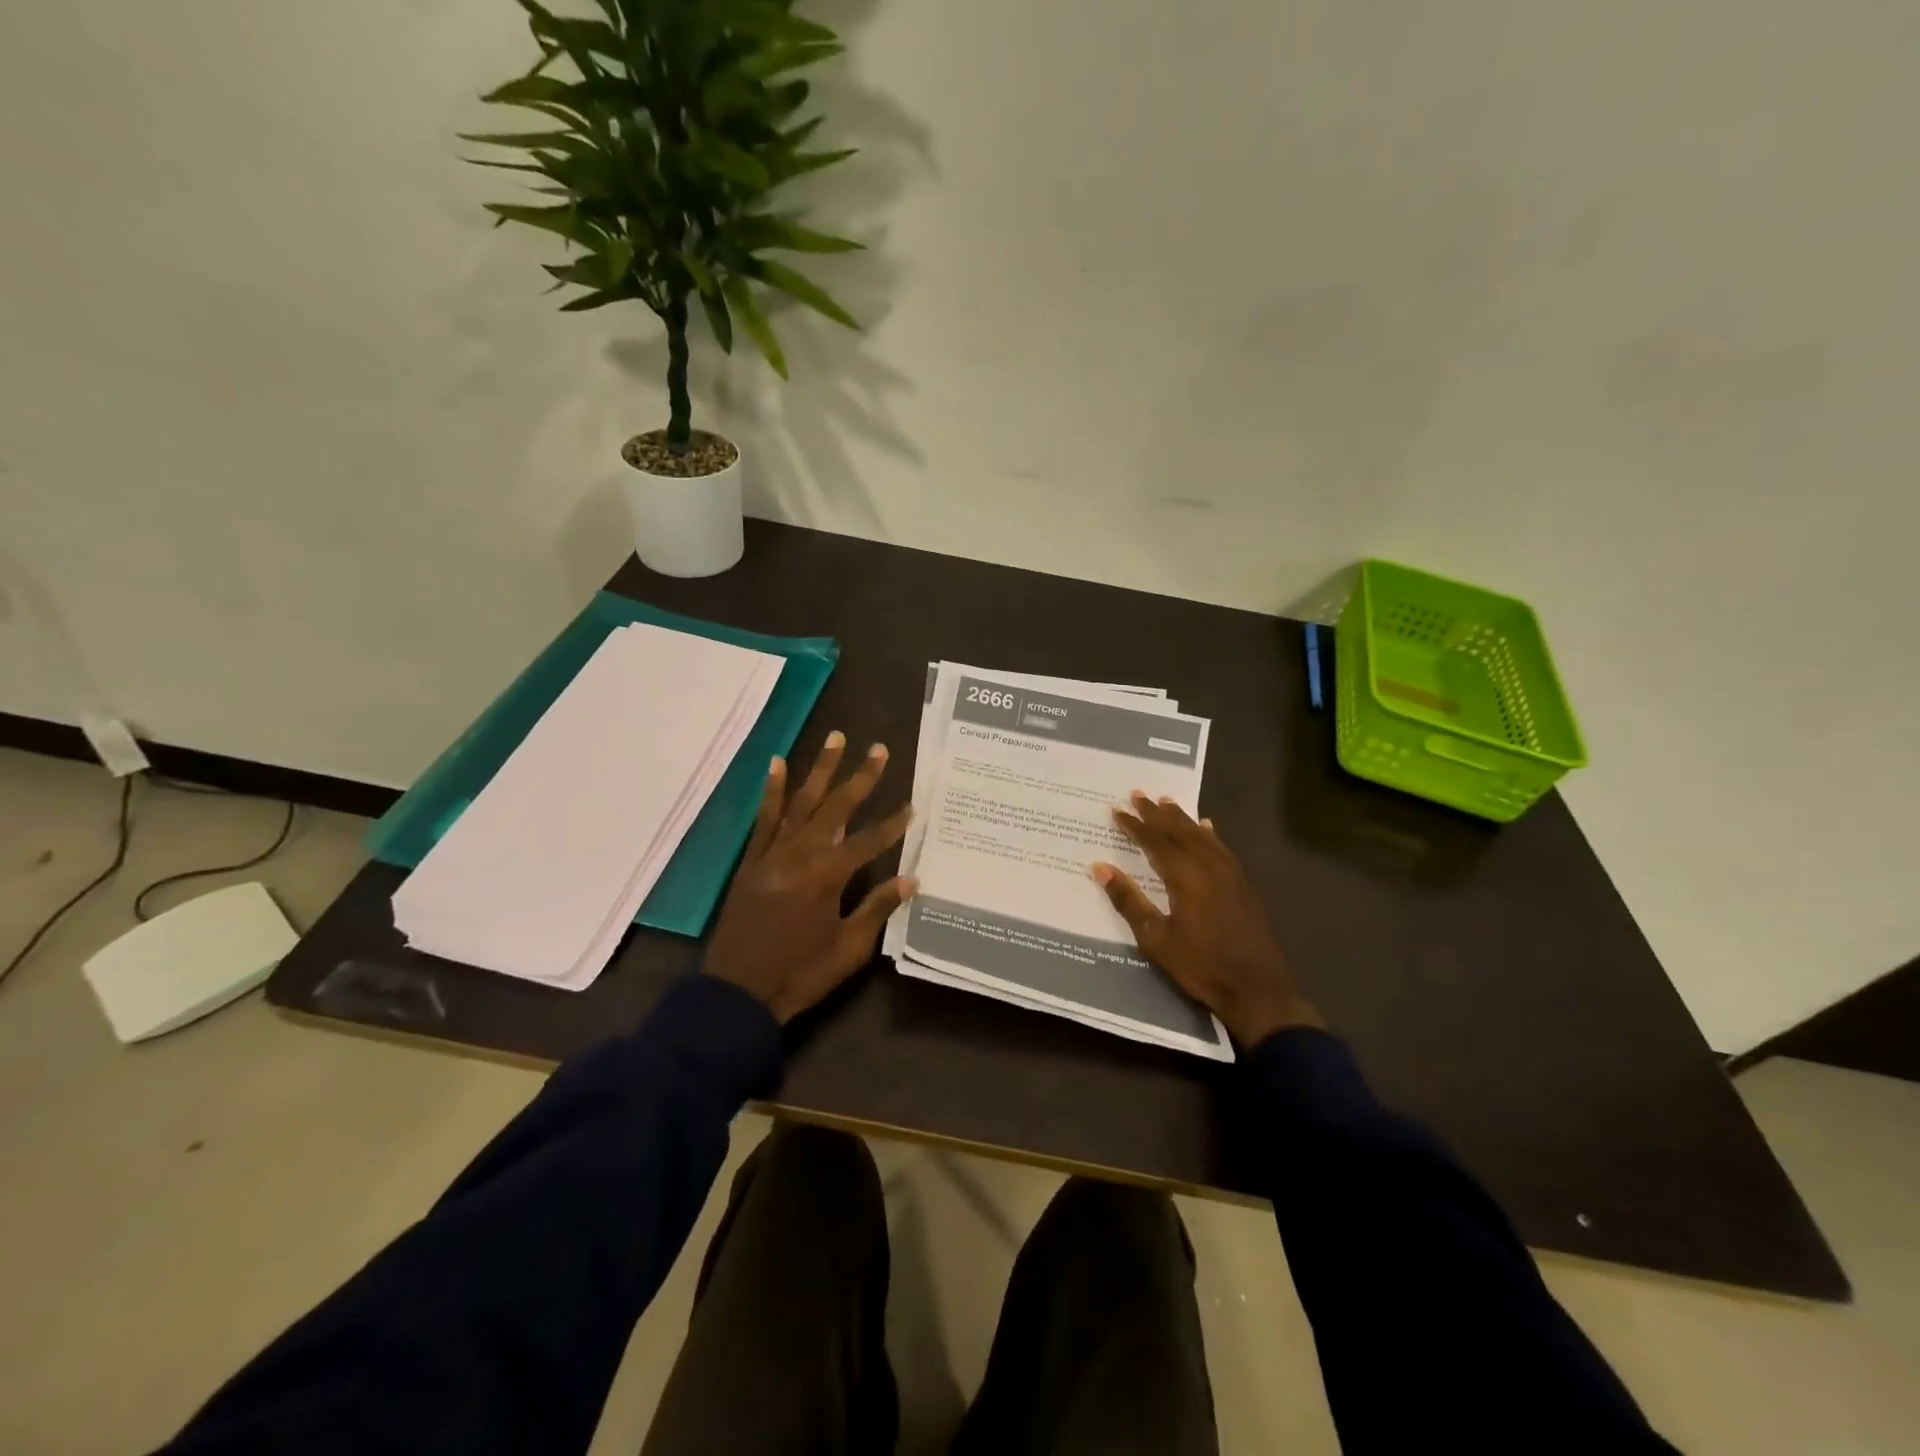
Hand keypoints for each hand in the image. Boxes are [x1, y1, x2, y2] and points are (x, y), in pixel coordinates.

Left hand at [704, 732, 916, 1023]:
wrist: (737, 994)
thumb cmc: (800, 974)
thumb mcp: (848, 949)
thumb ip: (877, 909)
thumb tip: (911, 879)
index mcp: (827, 878)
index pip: (868, 842)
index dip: (893, 825)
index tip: (913, 806)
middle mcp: (800, 856)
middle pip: (836, 809)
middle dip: (860, 778)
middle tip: (878, 749)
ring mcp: (772, 855)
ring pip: (801, 803)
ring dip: (820, 770)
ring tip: (835, 739)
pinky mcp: (751, 861)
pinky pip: (764, 819)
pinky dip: (772, 791)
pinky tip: (778, 764)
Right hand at [1092, 793, 1321, 1046]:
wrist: (1257, 990)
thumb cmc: (1201, 966)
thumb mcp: (1156, 939)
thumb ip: (1128, 900)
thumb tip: (1100, 867)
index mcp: (1185, 877)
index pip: (1155, 842)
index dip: (1135, 826)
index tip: (1117, 810)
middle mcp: (1209, 867)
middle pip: (1179, 833)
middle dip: (1157, 814)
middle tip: (1138, 794)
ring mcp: (1230, 875)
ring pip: (1202, 837)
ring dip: (1182, 819)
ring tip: (1167, 802)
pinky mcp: (1243, 886)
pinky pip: (1222, 849)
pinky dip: (1210, 834)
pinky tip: (1207, 828)